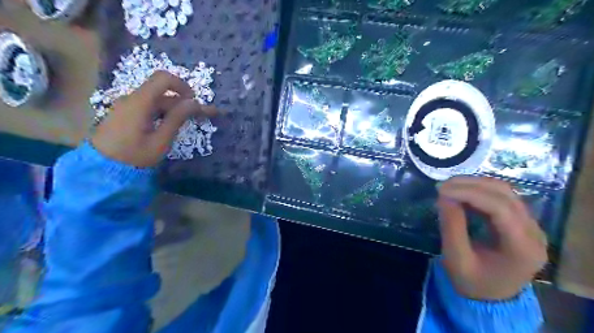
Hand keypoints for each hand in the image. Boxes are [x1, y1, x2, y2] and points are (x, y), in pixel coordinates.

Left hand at [96, 70, 217, 166]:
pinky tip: (172, 124)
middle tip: (204, 115)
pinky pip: (149, 107)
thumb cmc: (134, 157)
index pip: (163, 79)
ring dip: (176, 108)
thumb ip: (177, 119)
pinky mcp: (126, 114)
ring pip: (157, 100)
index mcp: (140, 102)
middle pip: (163, 92)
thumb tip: (194, 102)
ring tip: (192, 121)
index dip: (182, 86)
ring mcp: (128, 106)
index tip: (194, 102)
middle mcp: (132, 99)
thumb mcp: (160, 140)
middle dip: (185, 101)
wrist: (101, 169)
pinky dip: (164, 112)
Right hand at [435, 177, 547, 301]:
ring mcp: (531, 226)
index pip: (500, 208)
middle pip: (505, 195)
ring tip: (449, 187)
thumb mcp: (456, 259)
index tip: (441, 191)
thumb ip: (451, 227)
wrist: (491, 298)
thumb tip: (444, 196)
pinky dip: (479, 191)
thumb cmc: (472, 282)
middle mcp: (534, 233)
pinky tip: (461, 193)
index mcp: (522, 248)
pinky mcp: (521, 222)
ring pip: (505, 192)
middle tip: (442, 185)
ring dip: (475, 184)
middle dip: (470, 185)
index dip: (469, 193)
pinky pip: (502, 197)